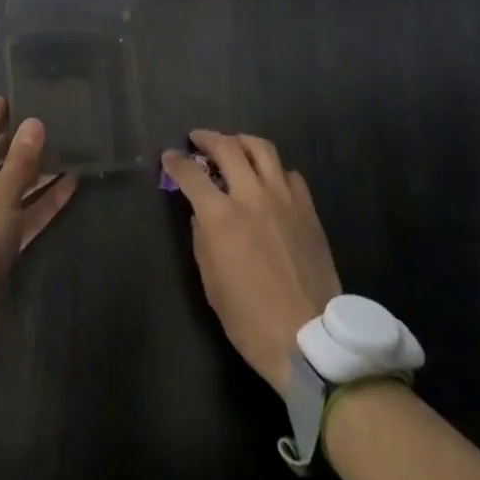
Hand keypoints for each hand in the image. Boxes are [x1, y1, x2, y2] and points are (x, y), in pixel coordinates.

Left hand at [0, 97, 77, 363]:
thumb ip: (21, 160)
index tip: (28, 88)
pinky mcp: (3, 238)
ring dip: (43, 167)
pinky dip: (47, 198)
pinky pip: (29, 208)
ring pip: (20, 180)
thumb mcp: (0, 195)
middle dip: (29, 135)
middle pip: (5, 150)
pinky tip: (73, 184)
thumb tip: (35, 120)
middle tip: (63, 114)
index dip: (4, 108)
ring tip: (75, 145)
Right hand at [162, 130, 341, 396]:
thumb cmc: (251, 320)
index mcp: (221, 217)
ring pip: (262, 149)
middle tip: (198, 140)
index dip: (176, 162)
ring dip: (241, 141)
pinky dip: (274, 170)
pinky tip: (269, 180)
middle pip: (227, 147)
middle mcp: (251, 196)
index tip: (169, 157)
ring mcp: (283, 199)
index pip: (191, 174)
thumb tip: (201, 215)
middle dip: (207, 138)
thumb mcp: (212, 284)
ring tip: (233, 146)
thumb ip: (202, 240)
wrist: (311, 341)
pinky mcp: (307, 209)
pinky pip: (289, 174)